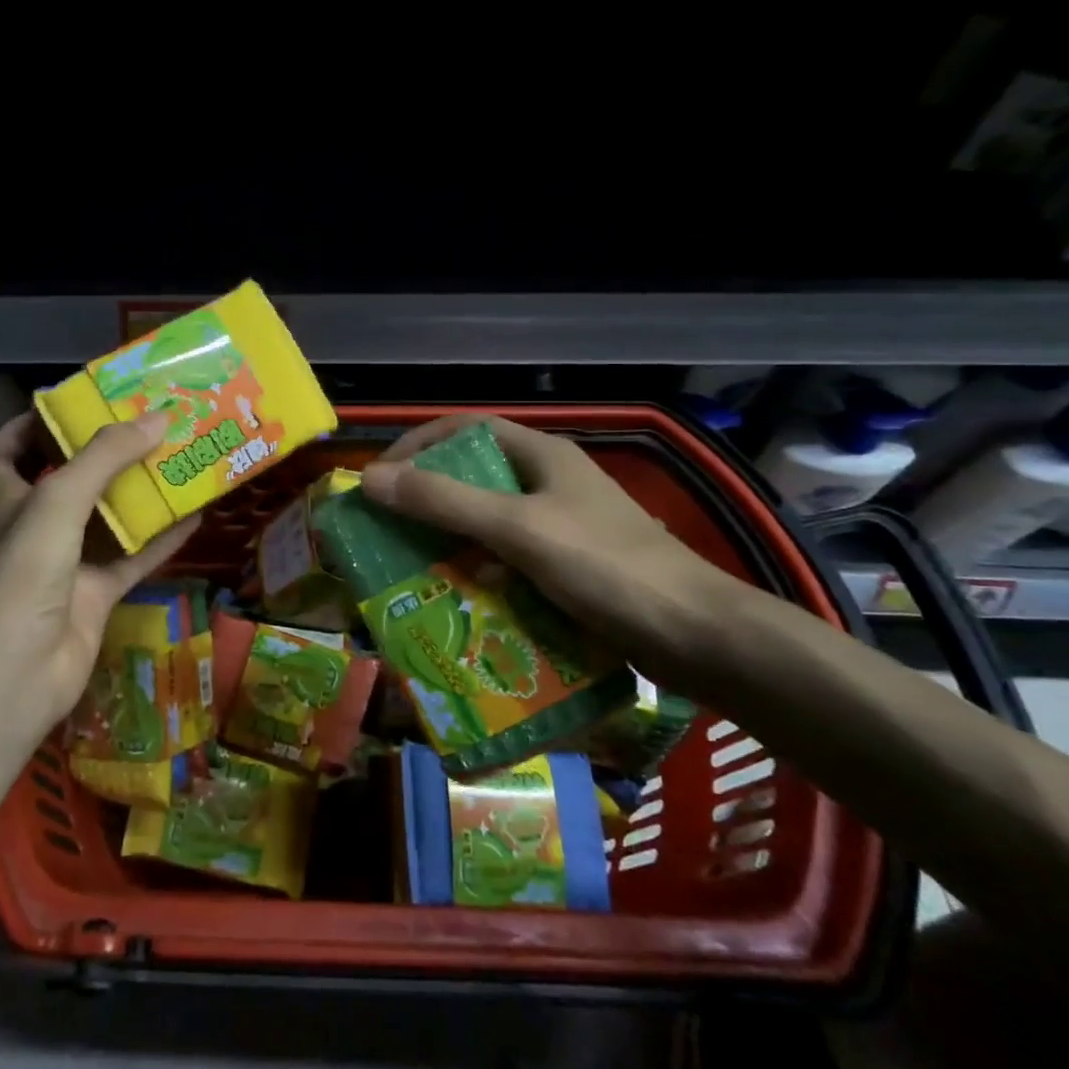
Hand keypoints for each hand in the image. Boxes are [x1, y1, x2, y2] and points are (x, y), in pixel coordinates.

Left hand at [0, 412, 200, 735]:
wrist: (21, 670)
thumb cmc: (26, 573)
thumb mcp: (59, 500)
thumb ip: (105, 456)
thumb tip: (158, 417)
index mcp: (9, 500)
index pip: (2, 454)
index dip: (25, 428)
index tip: (67, 406)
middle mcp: (35, 528)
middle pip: (65, 481)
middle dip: (100, 455)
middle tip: (142, 426)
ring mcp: (66, 564)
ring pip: (106, 520)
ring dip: (137, 494)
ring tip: (175, 460)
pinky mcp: (95, 595)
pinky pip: (133, 558)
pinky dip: (161, 539)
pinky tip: (194, 517)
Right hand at [358, 415, 741, 676]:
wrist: (700, 637)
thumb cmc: (607, 567)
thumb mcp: (517, 528)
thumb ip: (444, 502)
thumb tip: (369, 478)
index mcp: (542, 456)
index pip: (465, 430)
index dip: (418, 446)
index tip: (379, 479)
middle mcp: (550, 484)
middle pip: (473, 479)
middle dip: (427, 501)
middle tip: (385, 531)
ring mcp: (563, 528)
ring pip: (489, 524)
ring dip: (450, 543)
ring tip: (411, 570)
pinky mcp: (571, 569)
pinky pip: (510, 562)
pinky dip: (480, 575)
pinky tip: (460, 602)